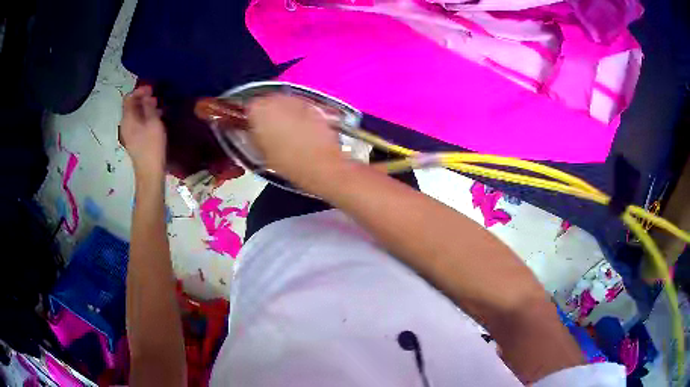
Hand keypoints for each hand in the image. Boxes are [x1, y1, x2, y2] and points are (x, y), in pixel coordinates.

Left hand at [120, 86, 166, 181]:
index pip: (129, 98)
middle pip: (131, 106)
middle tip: (157, 97)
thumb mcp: (153, 122)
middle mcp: (125, 124)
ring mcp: (129, 134)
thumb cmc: (152, 146)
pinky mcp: (134, 140)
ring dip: (145, 108)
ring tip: (159, 107)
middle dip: (143, 98)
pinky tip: (156, 119)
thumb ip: (149, 106)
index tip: (152, 89)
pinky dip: (146, 117)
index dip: (139, 90)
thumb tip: (146, 96)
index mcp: (127, 119)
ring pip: (135, 114)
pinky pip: (138, 123)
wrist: (150, 173)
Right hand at [246, 95, 348, 190]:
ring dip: (282, 113)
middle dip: (266, 113)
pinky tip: (300, 130)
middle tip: (268, 130)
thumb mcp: (260, 152)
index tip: (251, 127)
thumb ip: (253, 136)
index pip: (248, 107)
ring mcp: (297, 100)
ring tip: (285, 131)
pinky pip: (299, 107)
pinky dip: (298, 115)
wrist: (321, 164)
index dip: (249, 118)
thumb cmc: (287, 162)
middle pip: (266, 101)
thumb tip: (252, 131)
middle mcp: (276, 99)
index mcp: (258, 109)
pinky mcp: (313, 105)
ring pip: (283, 103)